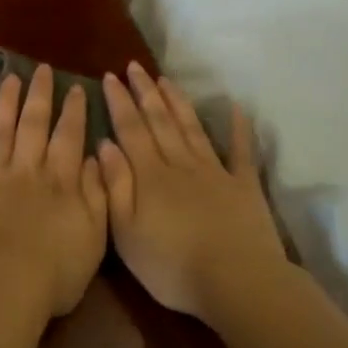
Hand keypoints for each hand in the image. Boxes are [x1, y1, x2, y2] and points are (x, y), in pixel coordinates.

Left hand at [0, 65, 107, 319]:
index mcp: (60, 181)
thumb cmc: (53, 271)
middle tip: (41, 70)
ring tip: (10, 78)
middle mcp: (26, 168)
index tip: (75, 87)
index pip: (69, 136)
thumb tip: (95, 158)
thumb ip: (98, 194)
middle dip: (39, 95)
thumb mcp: (94, 236)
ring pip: (0, 128)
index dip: (73, 110)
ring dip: (6, 101)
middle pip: (33, 123)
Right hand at [98, 62, 288, 321]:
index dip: (119, 102)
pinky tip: (235, 108)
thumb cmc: (173, 266)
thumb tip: (104, 145)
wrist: (237, 281)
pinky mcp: (244, 186)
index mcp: (150, 176)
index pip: (130, 130)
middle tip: (134, 67)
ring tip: (165, 80)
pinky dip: (239, 128)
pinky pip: (241, 151)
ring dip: (177, 102)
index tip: (110, 77)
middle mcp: (180, 164)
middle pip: (159, 121)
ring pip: (191, 128)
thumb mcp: (126, 233)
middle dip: (145, 92)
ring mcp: (215, 172)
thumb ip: (115, 186)